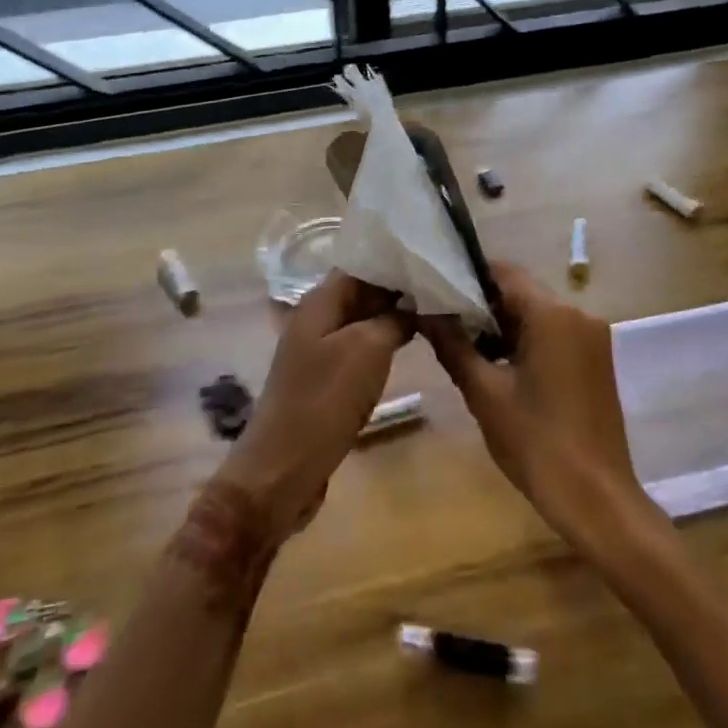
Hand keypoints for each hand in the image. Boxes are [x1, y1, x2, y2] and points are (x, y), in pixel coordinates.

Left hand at [216, 273, 413, 547]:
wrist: (284, 468)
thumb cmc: (325, 400)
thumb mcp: (368, 349)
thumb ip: (394, 318)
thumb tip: (415, 301)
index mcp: (319, 301)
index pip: (361, 263)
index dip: (395, 259)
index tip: (433, 259)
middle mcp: (316, 318)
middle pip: (362, 290)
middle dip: (399, 287)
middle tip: (444, 284)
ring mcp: (320, 350)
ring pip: (363, 320)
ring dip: (395, 315)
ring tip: (437, 308)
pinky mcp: (327, 378)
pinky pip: (360, 348)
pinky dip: (385, 341)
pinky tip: (412, 343)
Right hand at [424, 263, 657, 550]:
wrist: (596, 499)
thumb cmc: (536, 442)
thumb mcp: (484, 393)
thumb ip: (453, 345)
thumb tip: (425, 313)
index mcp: (553, 314)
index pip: (504, 273)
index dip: (467, 277)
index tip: (435, 290)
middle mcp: (578, 315)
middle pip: (521, 292)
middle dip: (482, 305)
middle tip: (442, 322)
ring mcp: (592, 338)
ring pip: (537, 315)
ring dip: (502, 326)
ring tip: (462, 346)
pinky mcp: (595, 360)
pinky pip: (554, 335)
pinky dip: (525, 342)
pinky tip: (497, 366)